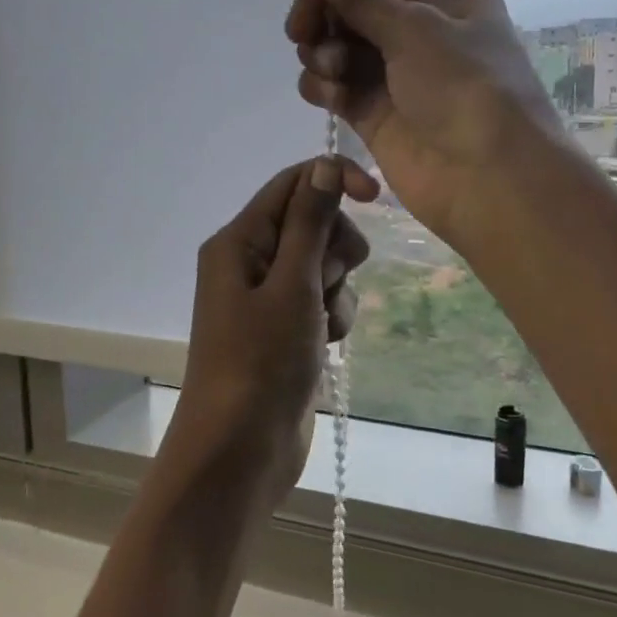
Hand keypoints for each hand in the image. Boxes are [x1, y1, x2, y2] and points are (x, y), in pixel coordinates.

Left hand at [167, 155, 378, 506]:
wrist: (241, 451)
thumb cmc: (261, 363)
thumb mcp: (292, 286)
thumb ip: (310, 223)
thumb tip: (325, 165)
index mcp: (239, 241)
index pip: (292, 184)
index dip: (334, 180)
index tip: (377, 196)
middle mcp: (249, 261)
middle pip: (311, 223)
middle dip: (335, 249)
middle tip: (328, 282)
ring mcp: (267, 298)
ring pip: (323, 264)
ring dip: (337, 289)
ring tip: (323, 325)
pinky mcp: (285, 328)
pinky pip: (322, 300)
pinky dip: (333, 316)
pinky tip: (326, 344)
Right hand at [264, 0, 564, 249]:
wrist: (491, 180)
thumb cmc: (466, 90)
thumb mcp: (417, 31)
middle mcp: (419, 33)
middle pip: (349, 7)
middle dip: (319, 12)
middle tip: (301, 30)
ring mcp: (396, 77)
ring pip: (338, 48)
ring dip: (322, 51)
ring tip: (331, 70)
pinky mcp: (377, 116)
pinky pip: (337, 88)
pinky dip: (325, 86)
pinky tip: (329, 95)